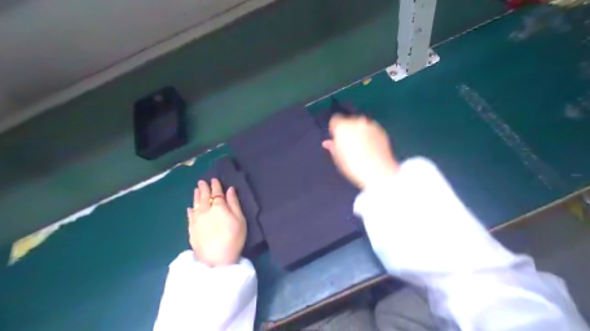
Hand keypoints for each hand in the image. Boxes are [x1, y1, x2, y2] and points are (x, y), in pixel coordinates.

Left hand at [187, 178, 247, 265]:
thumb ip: (234, 203)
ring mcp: (196, 220)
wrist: (216, 260)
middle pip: (203, 196)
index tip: (214, 179)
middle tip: (202, 181)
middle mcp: (205, 210)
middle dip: (203, 188)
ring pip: (195, 204)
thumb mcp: (240, 220)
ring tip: (196, 189)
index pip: (216, 193)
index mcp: (218, 207)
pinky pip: (189, 216)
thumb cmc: (233, 239)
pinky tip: (190, 208)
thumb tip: (230, 190)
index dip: (216, 185)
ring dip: (196, 196)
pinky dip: (190, 210)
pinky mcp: (191, 230)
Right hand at [322, 115, 399, 188]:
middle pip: (349, 121)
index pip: (335, 120)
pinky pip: (372, 129)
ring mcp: (370, 125)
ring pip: (361, 124)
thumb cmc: (353, 166)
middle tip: (349, 144)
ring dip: (359, 131)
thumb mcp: (338, 158)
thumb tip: (327, 142)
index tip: (337, 139)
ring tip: (361, 146)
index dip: (335, 129)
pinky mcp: (381, 130)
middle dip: (348, 129)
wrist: (378, 171)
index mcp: (342, 127)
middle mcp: (356, 121)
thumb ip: (332, 147)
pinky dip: (370, 134)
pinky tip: (371, 147)